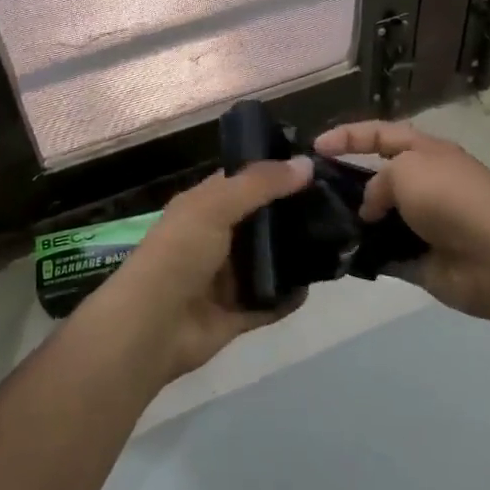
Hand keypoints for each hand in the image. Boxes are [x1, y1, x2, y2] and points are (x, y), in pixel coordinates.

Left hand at [97, 158, 314, 380]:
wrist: (152, 327)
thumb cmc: (179, 254)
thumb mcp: (216, 206)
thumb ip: (261, 184)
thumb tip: (307, 163)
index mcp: (204, 206)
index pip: (243, 180)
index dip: (274, 171)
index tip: (316, 165)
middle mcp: (215, 237)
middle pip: (260, 220)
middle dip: (292, 212)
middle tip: (337, 204)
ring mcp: (226, 278)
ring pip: (268, 261)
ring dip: (294, 254)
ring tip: (336, 240)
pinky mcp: (236, 313)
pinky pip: (270, 301)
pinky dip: (290, 297)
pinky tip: (315, 285)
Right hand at [313, 121, 489, 320]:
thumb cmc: (450, 199)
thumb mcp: (406, 170)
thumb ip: (376, 182)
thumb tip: (372, 210)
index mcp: (426, 152)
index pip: (380, 134)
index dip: (348, 136)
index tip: (315, 147)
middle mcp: (425, 183)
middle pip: (378, 175)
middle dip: (346, 179)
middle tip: (312, 189)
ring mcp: (423, 222)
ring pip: (378, 216)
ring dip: (353, 219)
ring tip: (318, 223)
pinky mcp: (419, 258)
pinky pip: (383, 252)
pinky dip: (364, 253)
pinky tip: (338, 254)